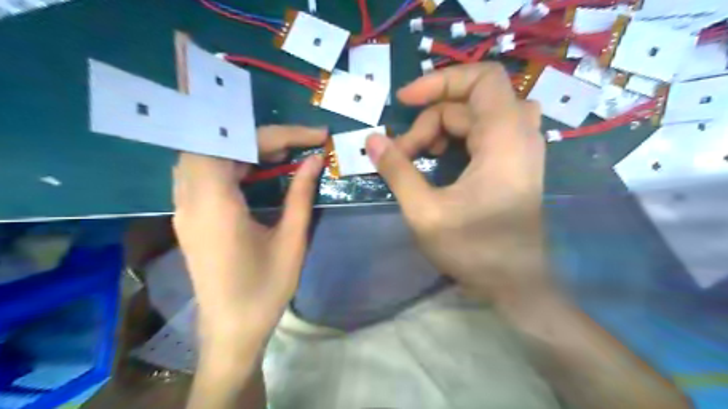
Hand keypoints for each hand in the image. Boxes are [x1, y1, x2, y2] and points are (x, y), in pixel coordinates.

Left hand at [173, 124, 324, 341]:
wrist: (232, 331)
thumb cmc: (265, 290)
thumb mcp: (292, 241)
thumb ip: (301, 195)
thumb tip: (315, 160)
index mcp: (216, 206)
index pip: (237, 144)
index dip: (279, 133)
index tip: (315, 136)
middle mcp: (190, 200)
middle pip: (217, 143)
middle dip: (261, 137)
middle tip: (298, 146)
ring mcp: (184, 208)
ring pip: (207, 155)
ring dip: (244, 147)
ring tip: (282, 155)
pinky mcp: (189, 217)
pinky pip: (204, 173)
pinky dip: (232, 162)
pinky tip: (257, 172)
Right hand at [367, 63, 554, 306]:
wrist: (515, 284)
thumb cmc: (473, 250)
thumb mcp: (425, 211)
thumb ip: (397, 171)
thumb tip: (372, 140)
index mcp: (505, 139)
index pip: (482, 78)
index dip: (440, 80)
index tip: (404, 101)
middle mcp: (520, 135)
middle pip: (470, 101)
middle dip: (431, 118)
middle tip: (404, 151)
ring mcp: (521, 150)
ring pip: (477, 116)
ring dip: (443, 128)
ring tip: (420, 155)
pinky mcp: (515, 164)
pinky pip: (485, 132)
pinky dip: (458, 138)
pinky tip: (440, 160)